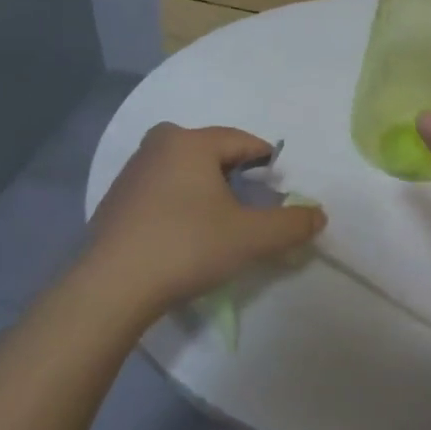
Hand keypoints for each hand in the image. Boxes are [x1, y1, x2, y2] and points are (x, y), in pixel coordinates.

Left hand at [81, 123, 325, 318]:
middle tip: (249, 206)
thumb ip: (291, 224)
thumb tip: (318, 214)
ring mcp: (132, 172)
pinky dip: (180, 204)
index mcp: (189, 142)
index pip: (242, 141)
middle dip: (235, 175)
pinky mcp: (115, 200)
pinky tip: (184, 235)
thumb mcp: (250, 237)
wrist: (112, 287)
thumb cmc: (187, 247)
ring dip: (206, 191)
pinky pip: (162, 190)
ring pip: (184, 171)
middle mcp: (158, 145)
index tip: (279, 187)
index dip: (266, 162)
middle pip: (211, 153)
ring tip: (219, 223)